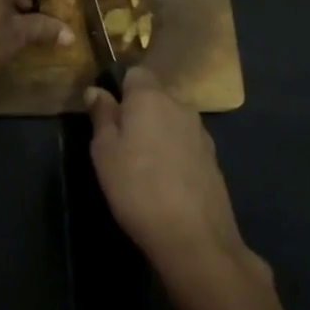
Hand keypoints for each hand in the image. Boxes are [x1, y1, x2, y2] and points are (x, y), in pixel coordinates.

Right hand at [86, 69, 270, 294]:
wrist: (194, 236)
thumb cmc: (137, 187)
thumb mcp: (104, 152)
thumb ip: (102, 116)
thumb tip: (96, 90)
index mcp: (151, 97)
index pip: (136, 73)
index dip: (120, 88)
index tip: (108, 114)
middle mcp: (180, 106)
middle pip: (155, 97)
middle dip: (139, 112)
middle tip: (120, 145)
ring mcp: (201, 133)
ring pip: (171, 121)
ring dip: (157, 134)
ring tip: (142, 167)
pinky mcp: (213, 159)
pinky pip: (185, 144)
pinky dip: (174, 154)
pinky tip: (165, 182)